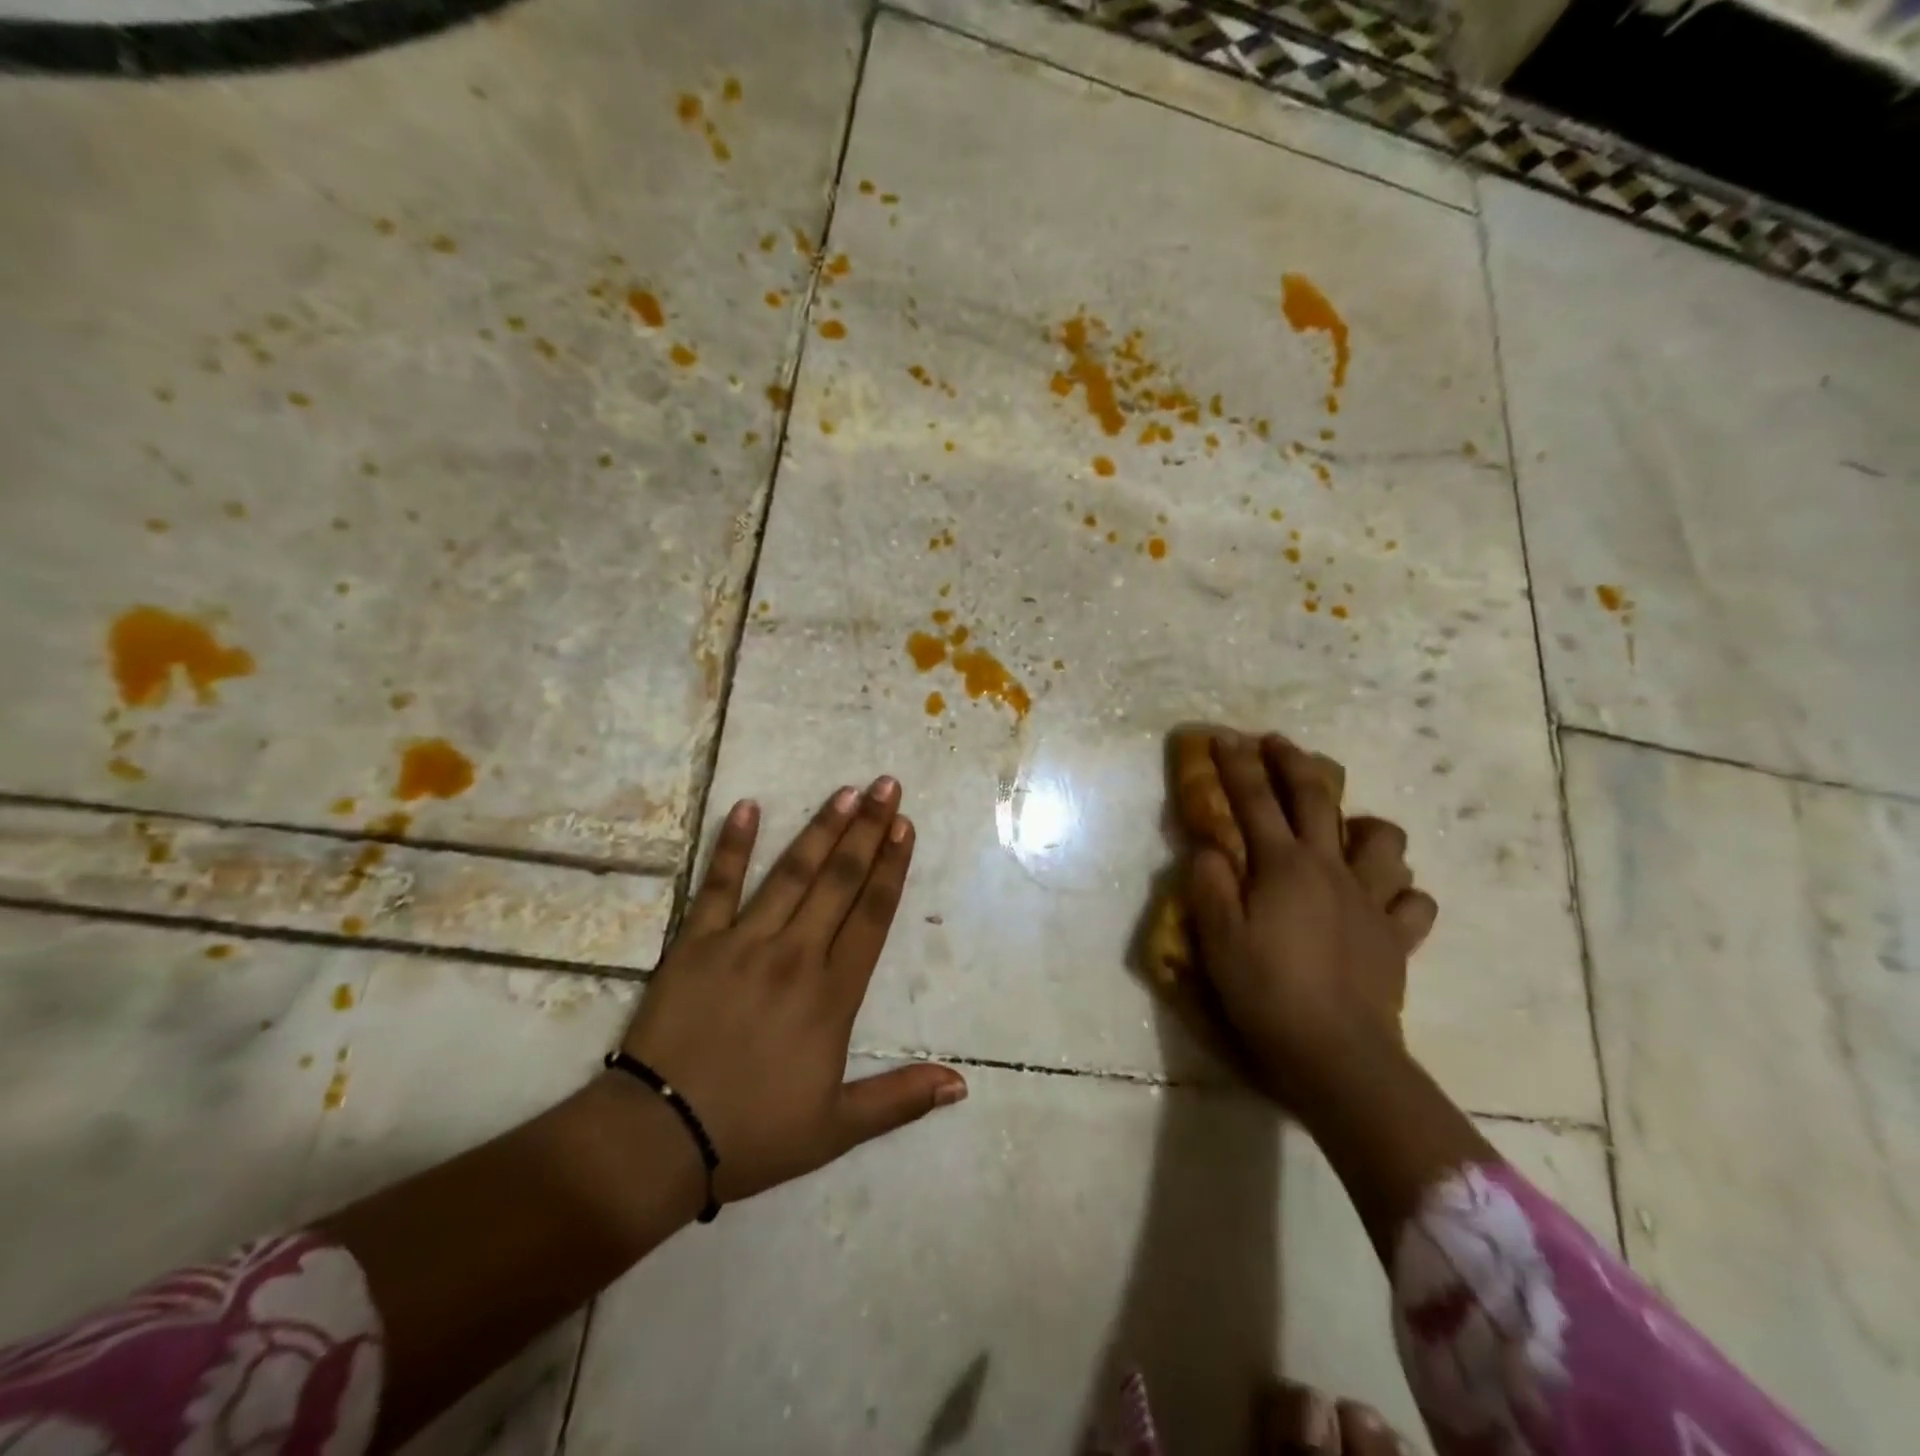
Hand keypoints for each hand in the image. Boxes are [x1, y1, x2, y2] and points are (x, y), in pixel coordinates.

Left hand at [617, 779, 966, 1207]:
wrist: (660, 1138)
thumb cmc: (755, 1133)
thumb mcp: (837, 1128)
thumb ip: (900, 1099)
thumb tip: (962, 1085)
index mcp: (832, 994)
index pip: (872, 916)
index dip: (892, 868)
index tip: (905, 826)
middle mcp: (796, 955)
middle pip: (839, 881)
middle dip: (868, 830)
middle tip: (887, 786)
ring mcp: (744, 943)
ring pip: (791, 874)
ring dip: (820, 829)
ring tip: (845, 792)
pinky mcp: (696, 943)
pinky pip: (716, 885)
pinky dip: (731, 845)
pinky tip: (746, 807)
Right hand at [1186, 734, 1437, 1109]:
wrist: (1337, 1055)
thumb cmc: (1266, 992)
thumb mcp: (1217, 938)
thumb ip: (1209, 884)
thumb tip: (1208, 848)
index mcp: (1283, 866)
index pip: (1254, 800)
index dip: (1237, 765)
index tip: (1224, 737)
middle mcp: (1331, 869)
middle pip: (1317, 799)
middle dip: (1294, 764)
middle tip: (1277, 743)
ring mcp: (1371, 901)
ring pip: (1383, 841)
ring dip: (1364, 824)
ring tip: (1346, 829)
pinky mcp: (1397, 938)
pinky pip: (1413, 901)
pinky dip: (1400, 891)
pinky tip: (1384, 897)